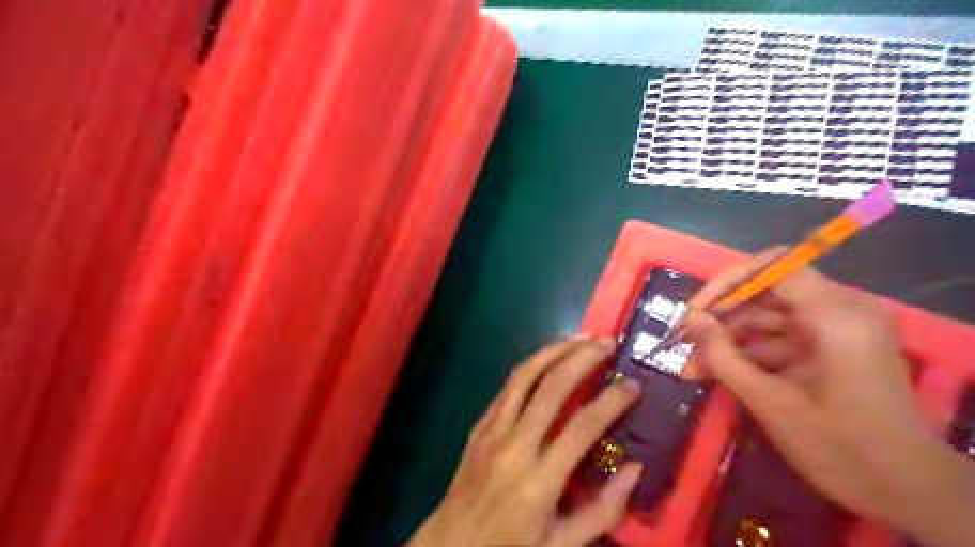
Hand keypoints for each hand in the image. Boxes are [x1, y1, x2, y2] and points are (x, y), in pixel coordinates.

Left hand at [409, 334, 645, 546]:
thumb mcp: (563, 544)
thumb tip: (635, 468)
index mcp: (540, 481)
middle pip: (553, 387)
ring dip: (554, 350)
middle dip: (583, 358)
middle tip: (607, 342)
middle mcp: (515, 445)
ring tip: (580, 337)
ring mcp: (493, 430)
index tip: (633, 385)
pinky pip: (507, 387)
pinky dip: (531, 366)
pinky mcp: (480, 425)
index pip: (583, 427)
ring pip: (525, 376)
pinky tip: (548, 358)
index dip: (612, 401)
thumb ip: (604, 510)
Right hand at [684, 251, 974, 546]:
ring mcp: (835, 330)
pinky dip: (749, 354)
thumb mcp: (770, 401)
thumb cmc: (840, 447)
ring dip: (729, 340)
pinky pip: (779, 339)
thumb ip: (724, 356)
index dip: (728, 282)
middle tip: (684, 341)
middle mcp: (839, 311)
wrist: (906, 491)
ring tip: (692, 367)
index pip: (775, 267)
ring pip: (767, 318)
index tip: (696, 311)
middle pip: (767, 292)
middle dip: (722, 318)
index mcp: (836, 315)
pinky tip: (717, 374)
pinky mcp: (830, 348)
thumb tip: (691, 319)